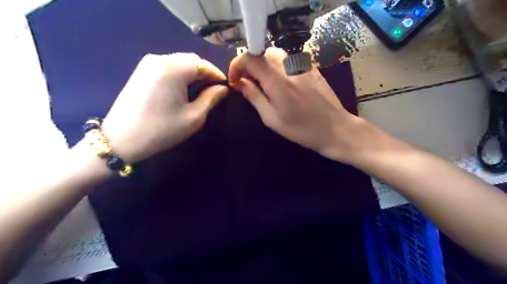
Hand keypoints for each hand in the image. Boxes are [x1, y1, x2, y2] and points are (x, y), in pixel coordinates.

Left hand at [103, 53, 227, 162]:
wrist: (122, 140)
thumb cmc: (162, 129)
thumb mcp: (194, 116)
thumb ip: (211, 98)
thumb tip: (222, 89)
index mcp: (173, 68)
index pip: (203, 64)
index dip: (217, 75)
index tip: (226, 87)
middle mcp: (159, 59)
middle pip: (191, 60)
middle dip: (205, 73)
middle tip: (214, 91)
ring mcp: (147, 64)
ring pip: (179, 63)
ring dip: (193, 74)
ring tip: (200, 91)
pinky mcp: (140, 72)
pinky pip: (167, 67)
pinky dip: (179, 75)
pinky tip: (182, 90)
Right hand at [230, 48, 364, 162]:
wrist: (335, 129)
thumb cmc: (301, 129)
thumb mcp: (272, 118)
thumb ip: (254, 97)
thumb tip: (239, 83)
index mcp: (277, 81)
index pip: (250, 57)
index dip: (237, 65)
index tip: (235, 80)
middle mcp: (289, 66)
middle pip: (262, 53)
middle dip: (250, 66)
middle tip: (249, 84)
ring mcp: (303, 65)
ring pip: (276, 55)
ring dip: (264, 66)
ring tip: (265, 85)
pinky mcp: (312, 67)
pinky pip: (290, 60)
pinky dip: (279, 67)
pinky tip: (283, 84)